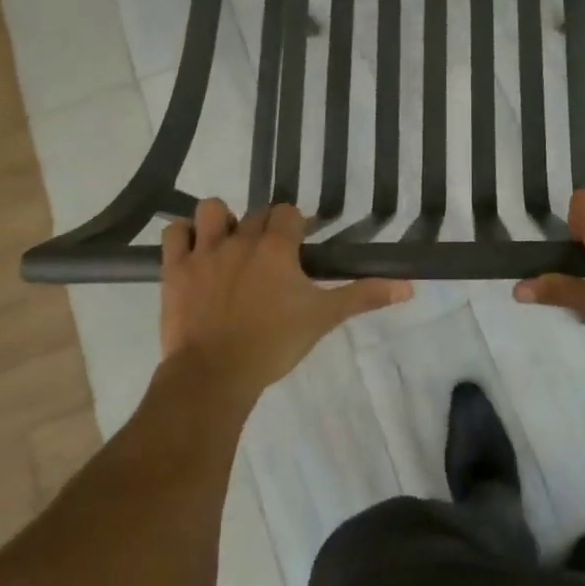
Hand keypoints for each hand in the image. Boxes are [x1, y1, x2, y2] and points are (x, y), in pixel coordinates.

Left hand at [160, 199, 412, 393]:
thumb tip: (410, 287)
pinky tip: (194, 253)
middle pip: (255, 215)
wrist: (214, 375)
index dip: (295, 226)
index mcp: (276, 248)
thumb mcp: (323, 318)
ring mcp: (204, 252)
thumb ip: (363, 296)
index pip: (288, 213)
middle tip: (270, 260)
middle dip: (264, 230)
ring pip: (212, 210)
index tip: (299, 246)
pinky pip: (174, 233)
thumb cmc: (273, 344)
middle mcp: (240, 240)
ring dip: (221, 222)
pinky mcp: (175, 269)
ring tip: (228, 248)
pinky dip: (184, 236)